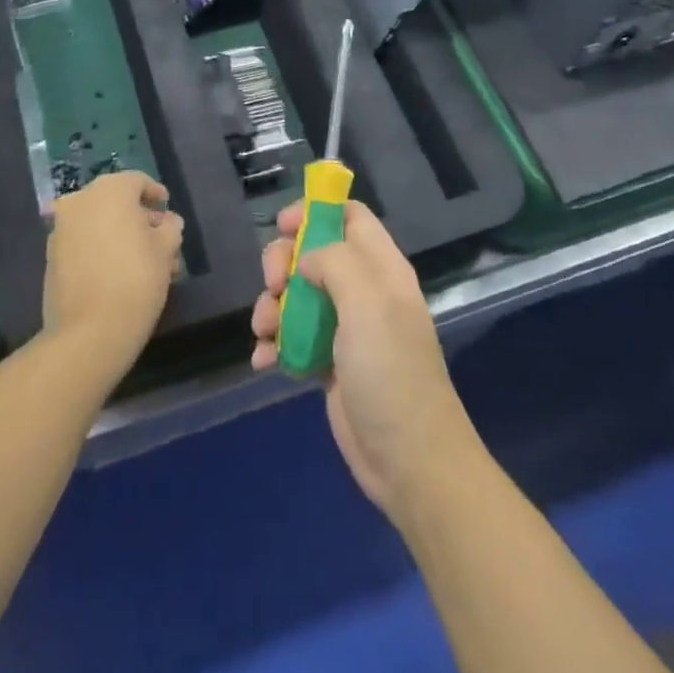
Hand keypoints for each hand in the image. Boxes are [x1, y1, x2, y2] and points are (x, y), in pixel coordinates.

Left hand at [44, 171, 183, 375]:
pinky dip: (102, 248)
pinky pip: (84, 241)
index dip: (155, 194)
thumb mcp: (165, 250)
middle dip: (140, 219)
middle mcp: (80, 201)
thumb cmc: (136, 279)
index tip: (167, 210)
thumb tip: (168, 222)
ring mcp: (61, 229)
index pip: (137, 181)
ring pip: (99, 224)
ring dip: (121, 236)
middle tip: (161, 241)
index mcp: (109, 190)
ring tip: (146, 263)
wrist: (89, 331)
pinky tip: (120, 271)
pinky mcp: (51, 256)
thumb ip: (170, 228)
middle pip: (116, 202)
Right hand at [251, 201, 482, 519]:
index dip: (316, 212)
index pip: (350, 217)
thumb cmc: (390, 371)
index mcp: (382, 268)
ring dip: (272, 307)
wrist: (409, 461)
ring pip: (298, 297)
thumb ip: (334, 261)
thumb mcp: (367, 303)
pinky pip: (293, 340)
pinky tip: (264, 361)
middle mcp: (364, 292)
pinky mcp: (329, 365)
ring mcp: (346, 330)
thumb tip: (305, 258)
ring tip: (264, 331)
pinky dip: (275, 345)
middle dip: (284, 263)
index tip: (282, 225)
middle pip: (315, 254)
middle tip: (274, 285)